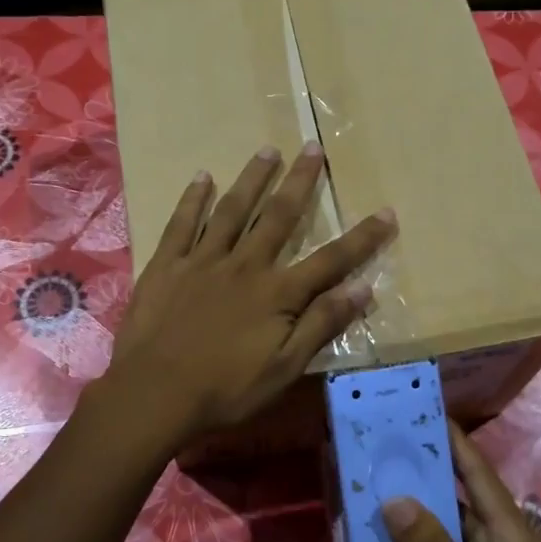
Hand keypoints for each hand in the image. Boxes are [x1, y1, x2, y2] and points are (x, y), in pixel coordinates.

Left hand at [104, 143, 396, 450]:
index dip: (361, 237)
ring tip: (267, 150)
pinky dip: (194, 199)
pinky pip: (182, 223)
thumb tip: (363, 289)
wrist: (154, 393)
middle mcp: (245, 265)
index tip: (386, 212)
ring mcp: (203, 260)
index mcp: (277, 293)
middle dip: (300, 182)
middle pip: (279, 216)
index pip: (330, 259)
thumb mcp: (284, 368)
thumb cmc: (224, 389)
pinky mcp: (168, 264)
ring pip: (233, 210)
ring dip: (252, 179)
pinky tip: (202, 177)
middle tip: (312, 148)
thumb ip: (321, 325)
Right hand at [383, 422, 540, 541]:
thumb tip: (393, 499)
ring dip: (411, 517)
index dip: (452, 441)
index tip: (419, 410)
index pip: (477, 475)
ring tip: (367, 490)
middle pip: (456, 500)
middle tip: (376, 450)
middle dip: (421, 475)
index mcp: (511, 537)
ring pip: (443, 536)